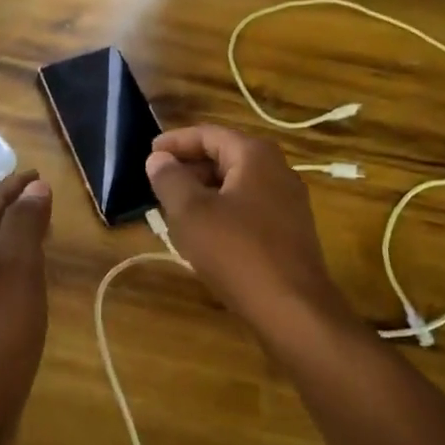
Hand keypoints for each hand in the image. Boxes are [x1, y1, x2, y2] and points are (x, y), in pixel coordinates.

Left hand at [0, 171, 52, 441]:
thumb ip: (24, 224)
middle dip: (12, 208)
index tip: (38, 173)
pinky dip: (15, 269)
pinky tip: (31, 284)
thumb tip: (34, 186)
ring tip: (42, 232)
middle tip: (44, 198)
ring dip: (14, 238)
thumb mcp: (16, 270)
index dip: (14, 185)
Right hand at [144, 126, 345, 331]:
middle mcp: (278, 170)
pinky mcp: (291, 231)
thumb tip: (158, 159)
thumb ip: (170, 179)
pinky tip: (205, 234)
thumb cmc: (237, 252)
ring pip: (237, 184)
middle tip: (159, 182)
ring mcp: (289, 202)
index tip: (150, 154)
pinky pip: (249, 208)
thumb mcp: (191, 213)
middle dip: (190, 166)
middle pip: (226, 156)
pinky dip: (223, 210)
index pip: (209, 134)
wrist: (294, 310)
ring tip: (176, 208)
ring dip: (205, 191)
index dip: (176, 142)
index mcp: (255, 155)